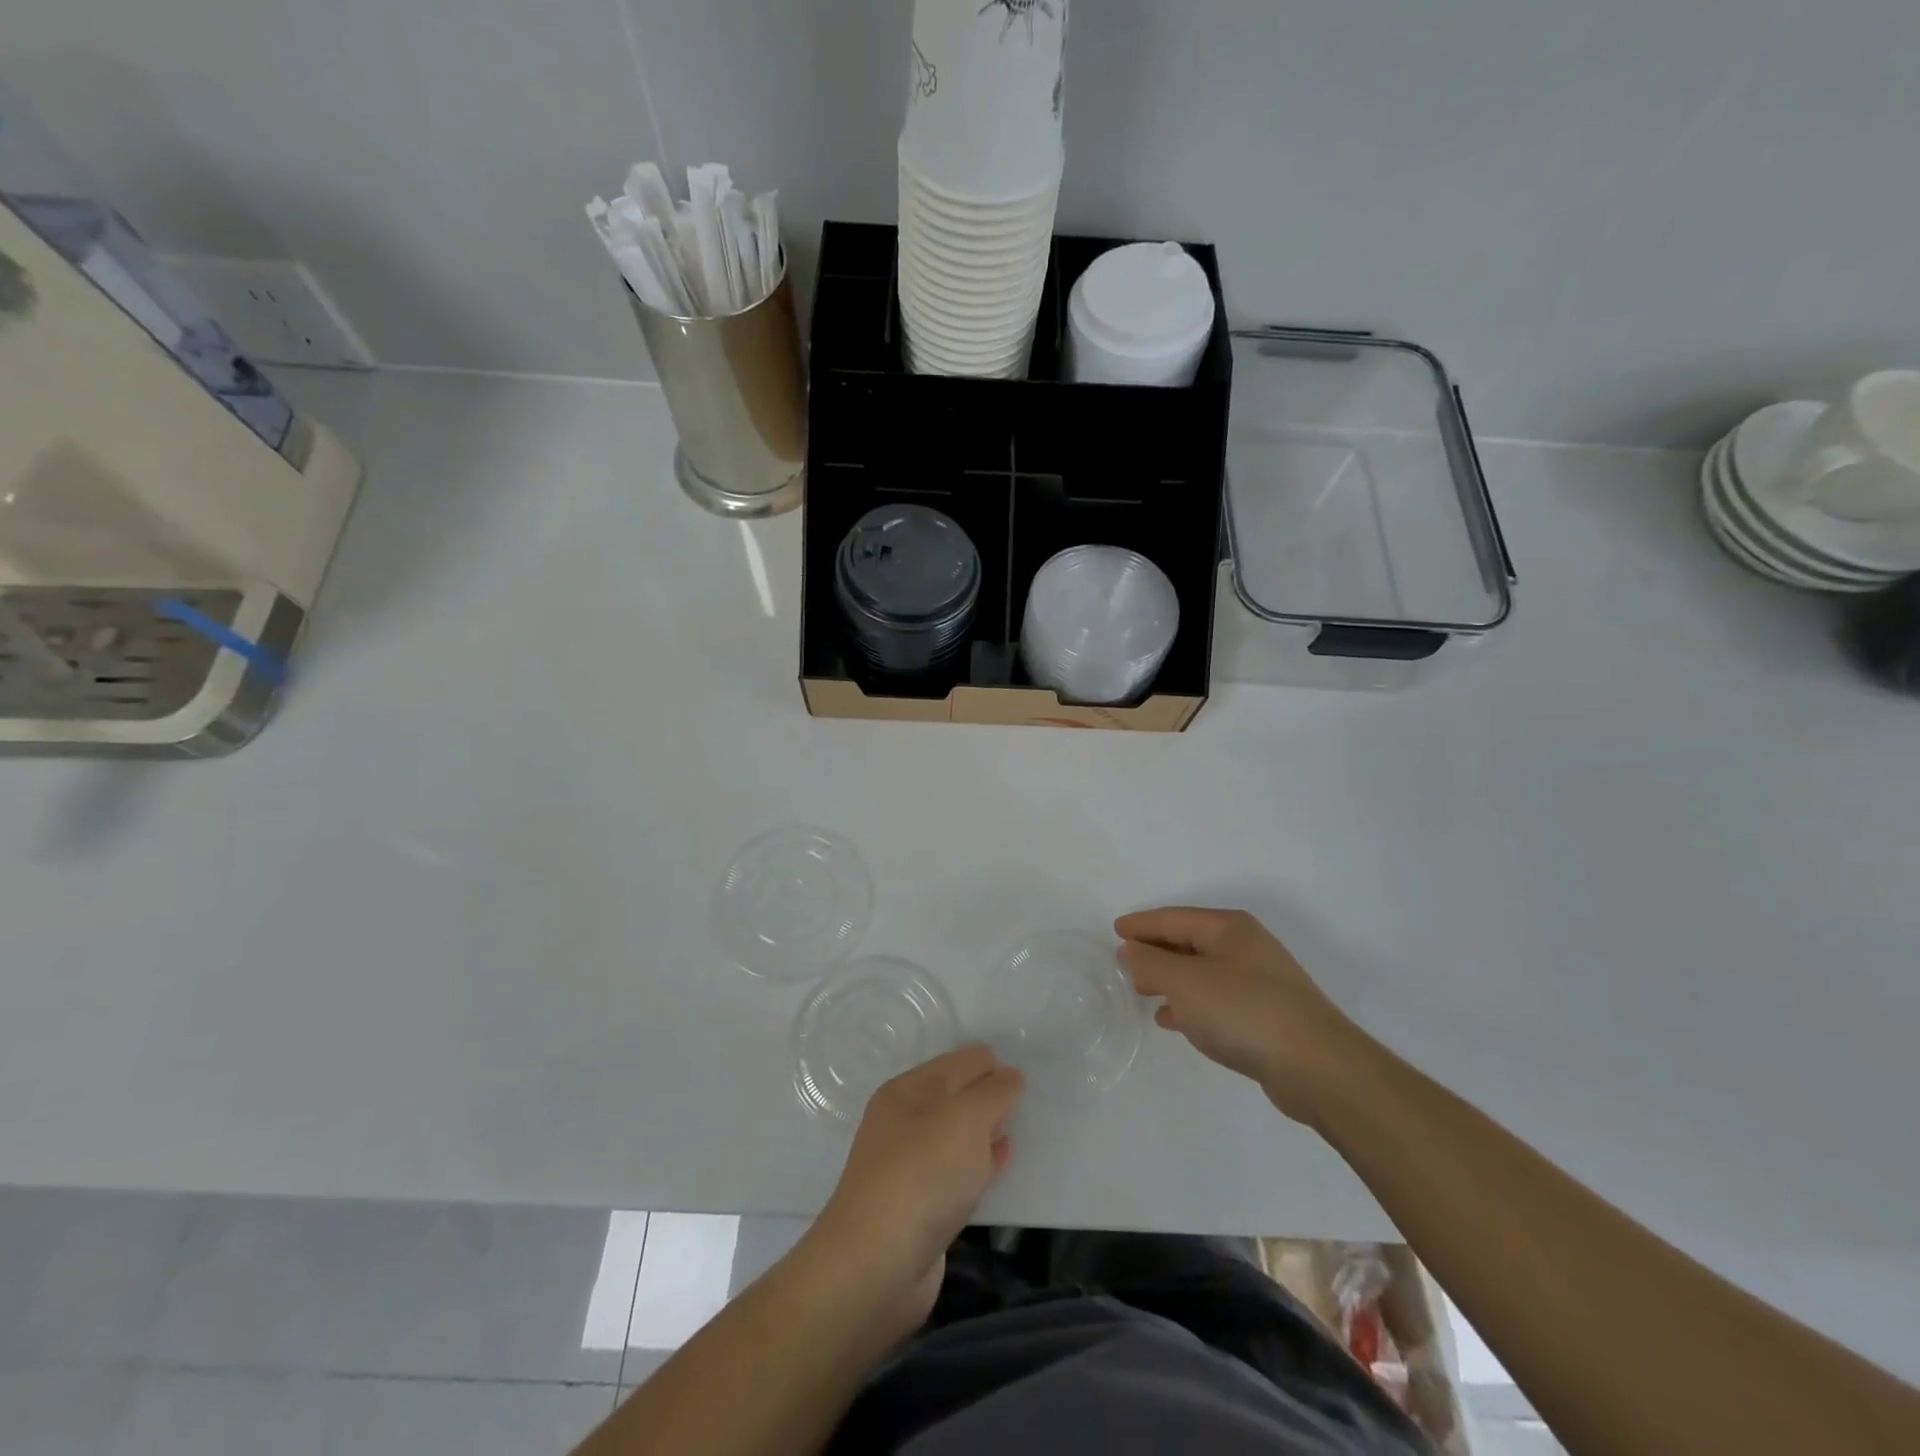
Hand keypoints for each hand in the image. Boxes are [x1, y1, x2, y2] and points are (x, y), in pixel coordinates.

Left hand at [812, 1046, 1023, 1329]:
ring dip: (986, 1128)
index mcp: (907, 1091)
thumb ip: (993, 1092)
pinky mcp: (922, 1207)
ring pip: (958, 1135)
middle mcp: (904, 1123)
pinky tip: (1003, 1160)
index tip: (1023, 1067)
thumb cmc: (922, 1176)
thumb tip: (1009, 1077)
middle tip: (1028, 1094)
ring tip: (1020, 1123)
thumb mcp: (964, 1119)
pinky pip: (959, 1171)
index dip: (989, 1062)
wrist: (876, 1267)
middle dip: (987, 1093)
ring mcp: (911, 1166)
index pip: (956, 1063)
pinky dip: (982, 1162)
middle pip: (955, 1096)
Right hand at [1116, 907, 1374, 1124]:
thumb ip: (1149, 963)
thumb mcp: (1184, 982)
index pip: (1174, 918)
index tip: (1115, 930)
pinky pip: (1216, 1000)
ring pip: (1203, 972)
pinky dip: (1191, 1004)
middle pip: (1190, 942)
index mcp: (1229, 928)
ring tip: (1143, 991)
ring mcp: (1260, 983)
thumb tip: (1130, 951)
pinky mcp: (1266, 1016)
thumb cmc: (1243, 1011)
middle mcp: (1246, 948)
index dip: (1142, 924)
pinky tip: (1174, 1019)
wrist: (1318, 1067)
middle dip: (1156, 951)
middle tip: (1125, 962)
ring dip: (1171, 979)